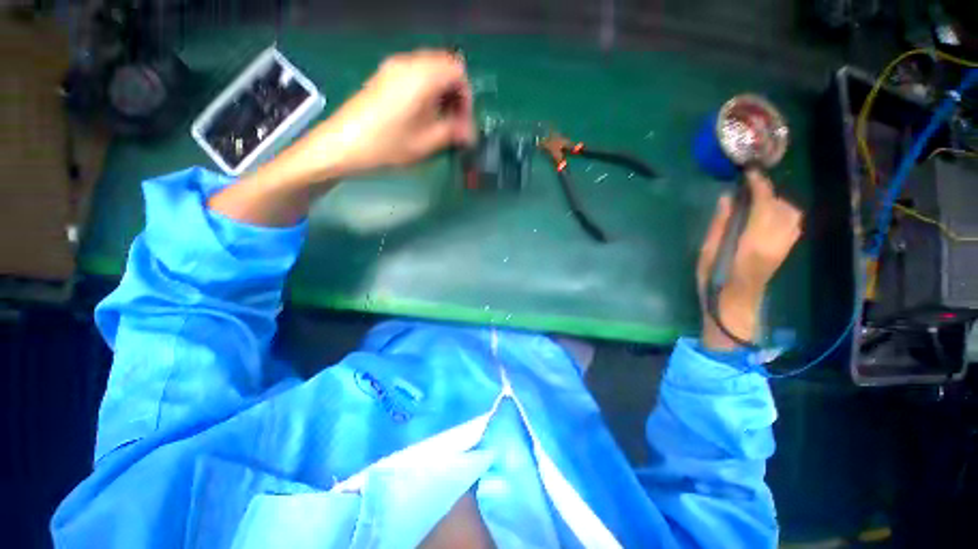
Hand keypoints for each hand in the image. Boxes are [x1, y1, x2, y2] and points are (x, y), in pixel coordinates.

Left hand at [210, 49, 473, 226]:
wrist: (341, 146)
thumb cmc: (386, 146)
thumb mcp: (426, 144)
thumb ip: (453, 132)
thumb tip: (469, 132)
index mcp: (421, 76)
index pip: (458, 71)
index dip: (466, 97)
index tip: (463, 123)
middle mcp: (408, 63)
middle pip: (445, 67)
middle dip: (455, 96)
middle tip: (453, 124)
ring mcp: (393, 68)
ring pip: (430, 71)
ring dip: (441, 95)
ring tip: (439, 124)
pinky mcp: (383, 77)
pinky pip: (415, 76)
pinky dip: (426, 92)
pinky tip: (421, 117)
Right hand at [697, 170, 802, 349]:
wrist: (734, 305)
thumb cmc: (714, 281)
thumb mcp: (708, 252)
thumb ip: (720, 224)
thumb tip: (728, 197)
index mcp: (753, 241)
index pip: (764, 204)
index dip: (758, 185)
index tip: (748, 173)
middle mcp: (775, 241)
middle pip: (782, 206)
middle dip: (767, 193)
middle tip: (747, 190)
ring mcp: (784, 246)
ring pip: (792, 214)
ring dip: (776, 203)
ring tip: (755, 203)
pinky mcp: (785, 250)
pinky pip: (792, 224)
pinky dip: (781, 213)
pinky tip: (764, 217)